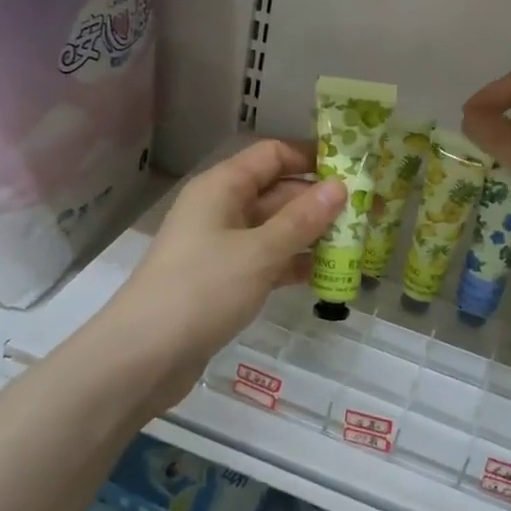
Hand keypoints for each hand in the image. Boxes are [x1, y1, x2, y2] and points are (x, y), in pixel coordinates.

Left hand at [100, 140, 344, 410]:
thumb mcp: (259, 252)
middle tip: (366, 214)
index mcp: (222, 186)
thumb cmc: (202, 290)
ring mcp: (221, 245)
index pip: (272, 155)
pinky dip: (292, 263)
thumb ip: (302, 219)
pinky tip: (325, 276)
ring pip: (274, 228)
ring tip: (356, 245)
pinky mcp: (223, 279)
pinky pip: (266, 259)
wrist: (144, 356)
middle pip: (277, 192)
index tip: (353, 170)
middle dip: (319, 202)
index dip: (312, 158)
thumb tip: (339, 187)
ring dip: (310, 235)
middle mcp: (221, 208)